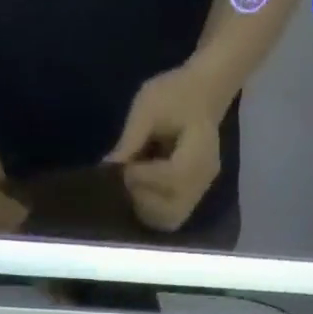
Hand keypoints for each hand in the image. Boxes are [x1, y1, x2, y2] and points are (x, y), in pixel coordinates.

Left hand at [107, 65, 226, 232]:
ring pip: (170, 219)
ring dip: (145, 209)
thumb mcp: (148, 105)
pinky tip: (142, 192)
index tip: (125, 168)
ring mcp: (200, 194)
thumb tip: (109, 167)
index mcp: (200, 150)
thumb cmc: (175, 94)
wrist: (202, 97)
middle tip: (127, 178)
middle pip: (172, 208)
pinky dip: (152, 212)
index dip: (145, 178)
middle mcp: (203, 180)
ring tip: (134, 185)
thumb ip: (131, 137)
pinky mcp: (192, 202)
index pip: (173, 178)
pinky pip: (170, 219)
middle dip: (143, 197)